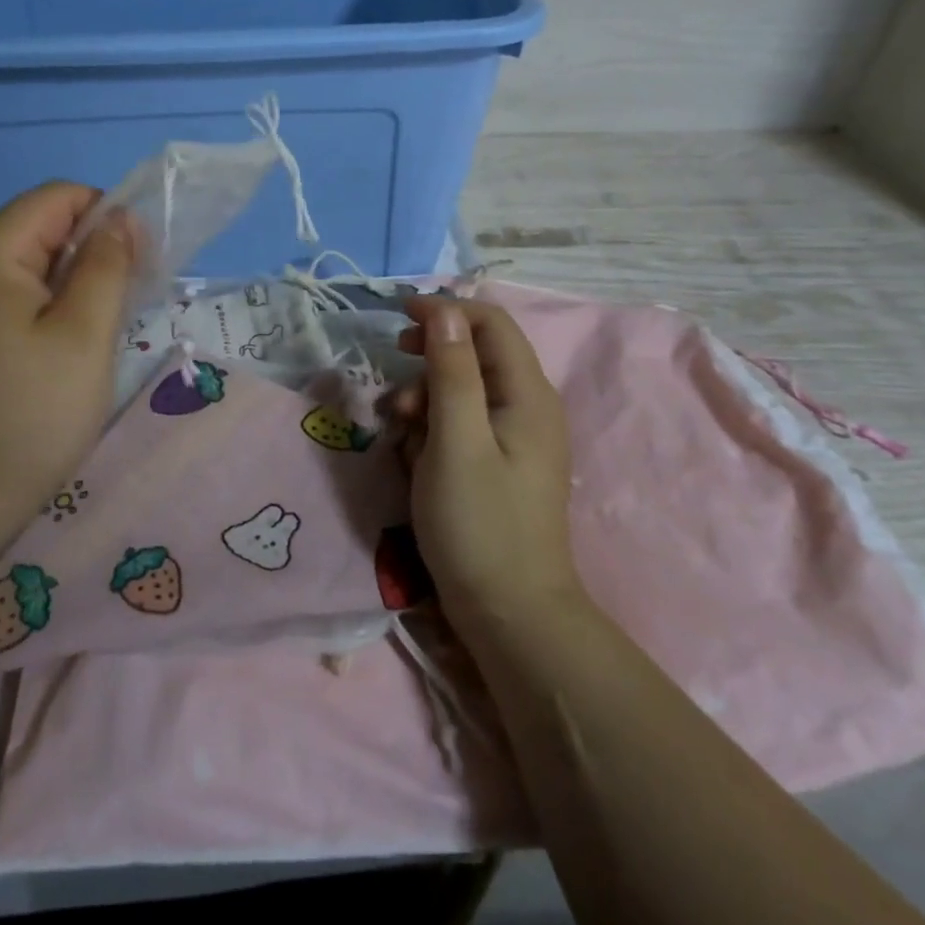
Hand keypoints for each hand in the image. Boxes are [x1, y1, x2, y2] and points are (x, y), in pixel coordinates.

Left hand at [0, 182, 133, 555]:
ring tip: (107, 328)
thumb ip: (107, 265)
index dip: (107, 215)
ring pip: (34, 265)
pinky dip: (53, 308)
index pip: (57, 197)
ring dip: (78, 283)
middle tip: (131, 301)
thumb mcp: (84, 335)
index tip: (142, 263)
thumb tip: (120, 218)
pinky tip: (73, 346)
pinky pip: (18, 297)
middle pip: (43, 228)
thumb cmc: (28, 414)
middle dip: (94, 251)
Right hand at [394, 297, 581, 628]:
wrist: (511, 614)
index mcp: (527, 394)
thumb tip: (445, 312)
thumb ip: (451, 372)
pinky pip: (464, 422)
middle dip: (430, 357)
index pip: (491, 323)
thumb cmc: (479, 524)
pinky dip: (434, 425)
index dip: (445, 310)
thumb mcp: (455, 441)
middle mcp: (529, 407)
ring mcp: (516, 437)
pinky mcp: (500, 463)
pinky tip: (414, 451)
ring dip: (426, 395)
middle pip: (476, 353)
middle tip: (396, 371)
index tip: (398, 318)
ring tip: (399, 426)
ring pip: (464, 389)